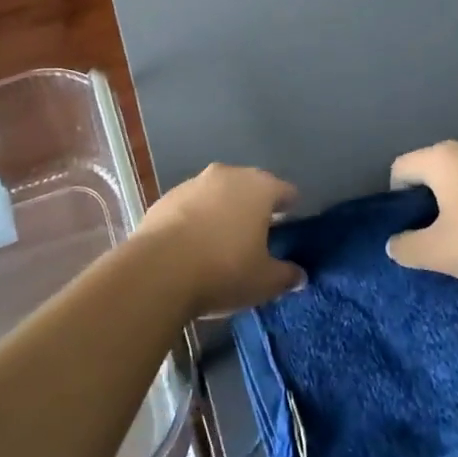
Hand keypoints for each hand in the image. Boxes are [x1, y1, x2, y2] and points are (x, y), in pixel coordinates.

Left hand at [137, 164, 304, 317]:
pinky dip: (197, 218)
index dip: (291, 207)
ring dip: (224, 210)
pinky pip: (192, 205)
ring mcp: (194, 182)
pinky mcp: (166, 197)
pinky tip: (194, 244)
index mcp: (259, 187)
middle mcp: (228, 174)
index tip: (291, 224)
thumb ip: (286, 275)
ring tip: (224, 240)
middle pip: (250, 186)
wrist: (159, 270)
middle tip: (259, 235)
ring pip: (218, 193)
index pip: (285, 190)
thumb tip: (299, 275)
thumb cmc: (224, 269)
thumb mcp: (264, 282)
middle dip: (255, 206)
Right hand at [387, 141, 457, 290]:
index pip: (401, 168)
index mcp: (441, 158)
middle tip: (433, 237)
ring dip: (452, 203)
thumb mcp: (440, 253)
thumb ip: (407, 247)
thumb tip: (394, 244)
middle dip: (425, 201)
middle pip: (430, 168)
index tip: (409, 230)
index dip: (396, 199)